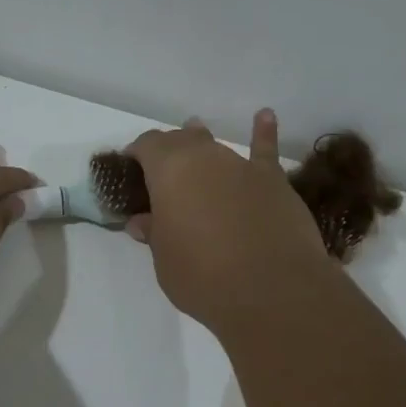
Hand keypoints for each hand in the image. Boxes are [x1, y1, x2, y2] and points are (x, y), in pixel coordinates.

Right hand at [124, 109, 333, 331]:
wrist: (272, 290)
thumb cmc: (203, 276)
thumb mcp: (164, 260)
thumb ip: (155, 233)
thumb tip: (143, 221)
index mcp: (169, 170)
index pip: (147, 146)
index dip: (137, 154)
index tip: (131, 168)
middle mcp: (205, 157)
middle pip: (181, 142)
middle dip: (169, 150)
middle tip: (161, 169)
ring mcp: (242, 167)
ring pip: (216, 147)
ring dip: (203, 145)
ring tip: (194, 136)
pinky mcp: (274, 182)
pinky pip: (265, 151)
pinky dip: (264, 133)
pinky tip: (265, 116)